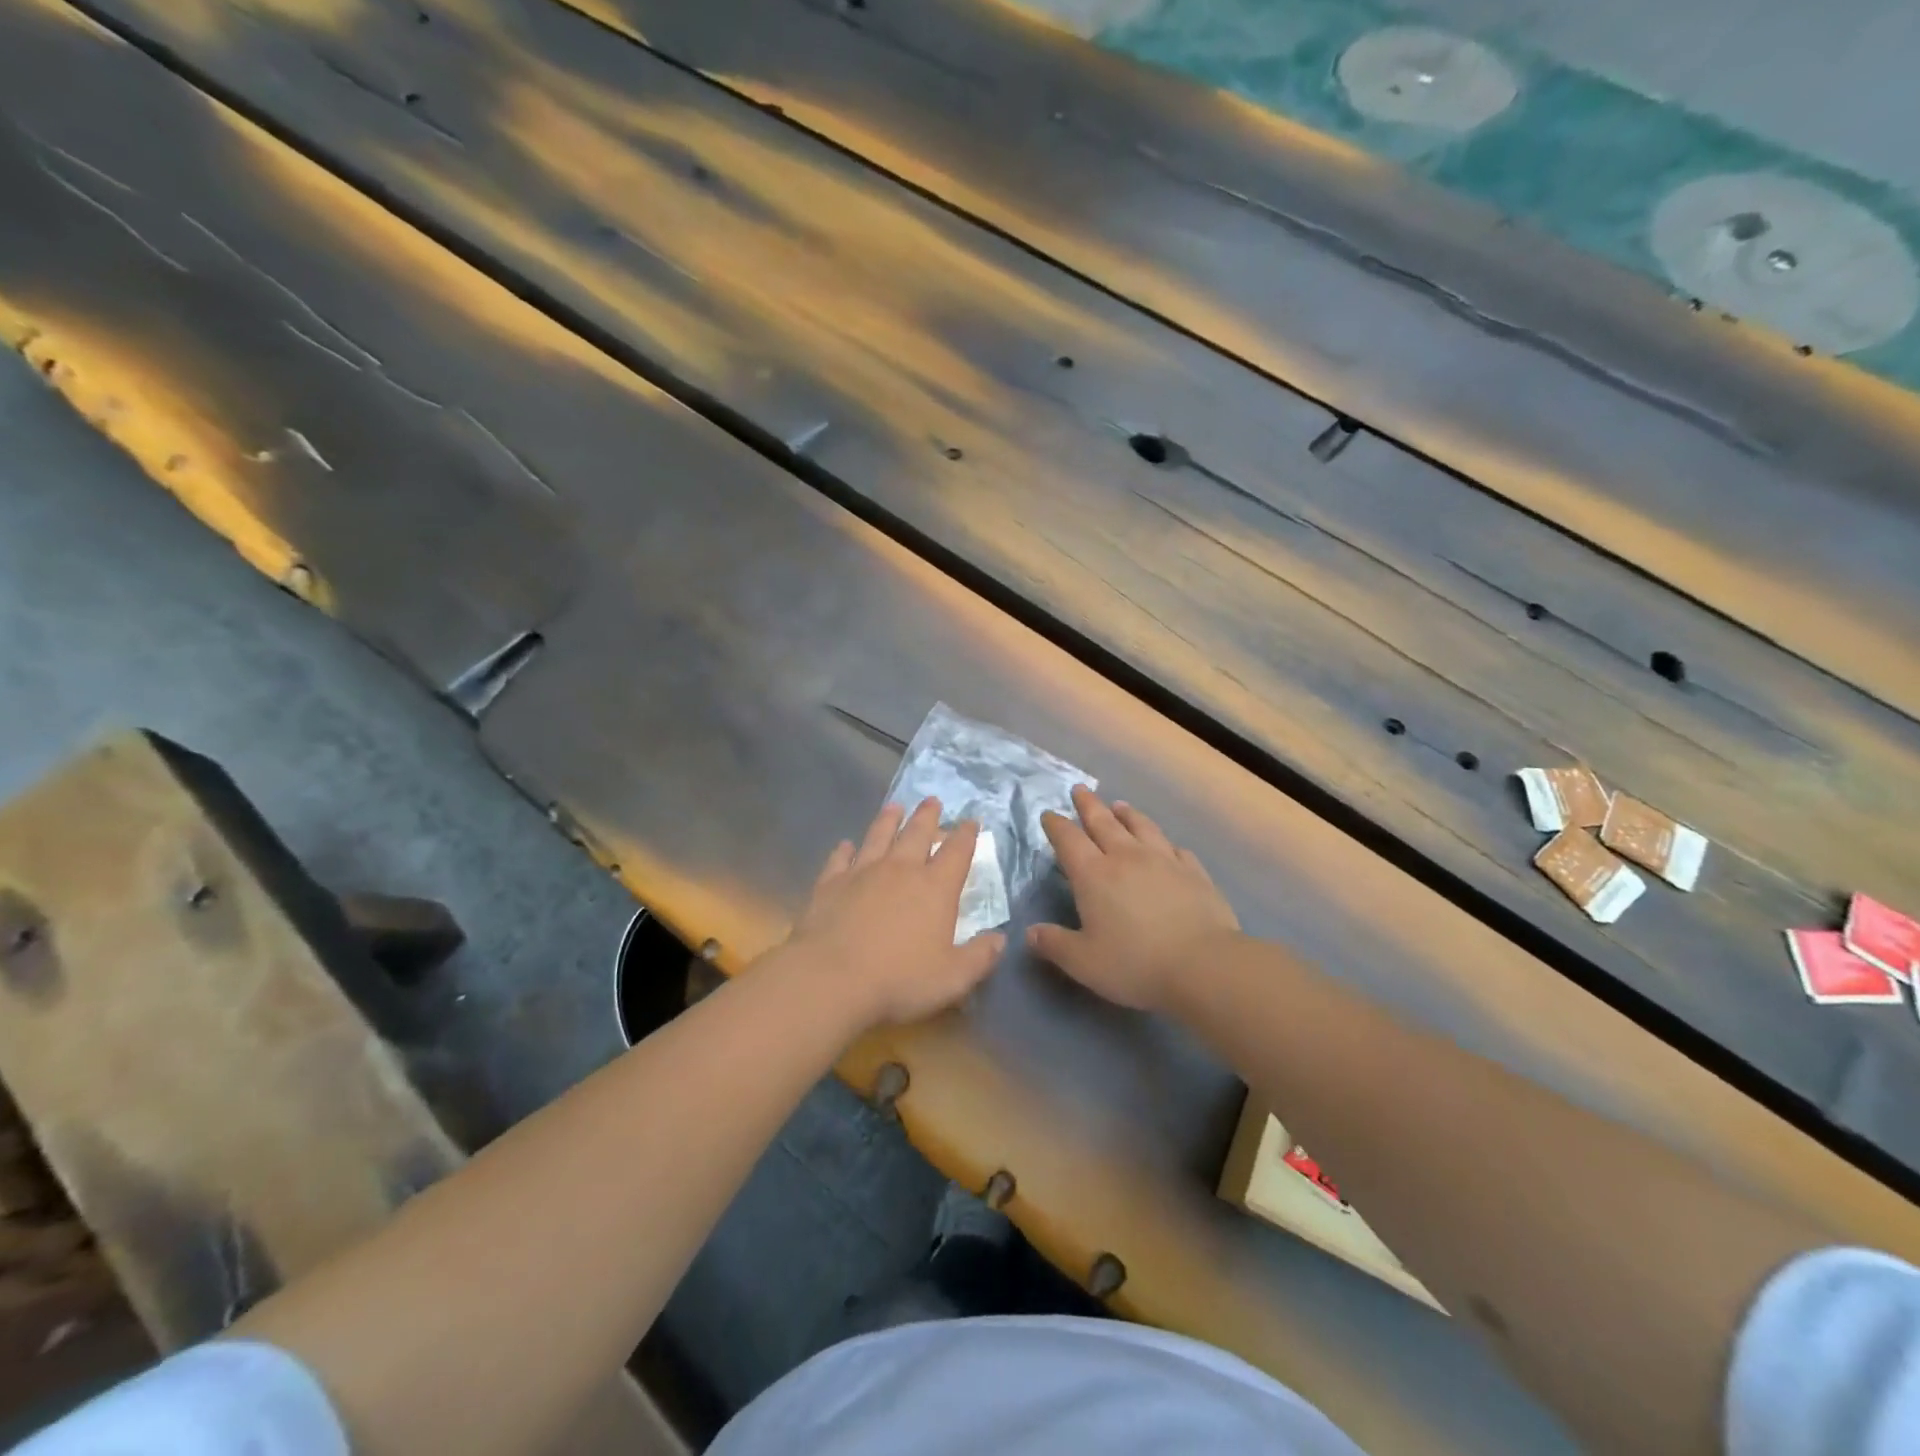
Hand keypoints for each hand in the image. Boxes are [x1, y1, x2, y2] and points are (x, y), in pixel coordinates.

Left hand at [782, 798, 1005, 1028]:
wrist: (831, 978)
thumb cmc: (899, 980)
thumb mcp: (953, 978)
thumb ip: (980, 957)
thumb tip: (1000, 940)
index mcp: (935, 888)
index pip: (957, 852)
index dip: (966, 834)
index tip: (971, 820)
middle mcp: (901, 870)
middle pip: (917, 833)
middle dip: (928, 816)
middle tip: (932, 800)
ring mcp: (862, 872)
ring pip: (878, 836)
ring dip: (888, 820)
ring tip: (894, 806)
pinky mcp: (830, 884)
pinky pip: (840, 859)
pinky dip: (844, 850)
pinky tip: (845, 845)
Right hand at [1028, 786, 1240, 1011]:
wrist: (1203, 964)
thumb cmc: (1135, 963)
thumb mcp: (1083, 962)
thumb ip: (1054, 944)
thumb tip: (1031, 933)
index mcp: (1094, 875)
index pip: (1069, 840)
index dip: (1056, 825)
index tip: (1049, 814)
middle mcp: (1126, 857)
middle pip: (1103, 822)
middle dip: (1088, 805)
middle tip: (1079, 790)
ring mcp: (1164, 861)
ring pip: (1141, 827)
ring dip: (1127, 814)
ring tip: (1119, 805)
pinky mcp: (1194, 872)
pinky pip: (1176, 849)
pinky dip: (1165, 843)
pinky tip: (1167, 845)